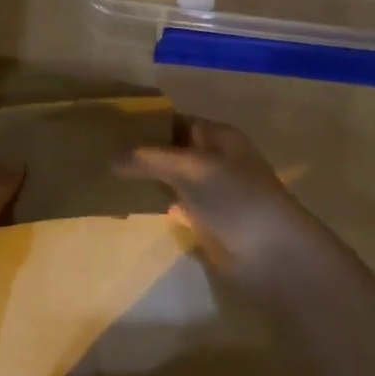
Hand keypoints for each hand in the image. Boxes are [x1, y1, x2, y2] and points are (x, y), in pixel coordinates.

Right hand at [118, 117, 337, 278]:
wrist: (273, 254)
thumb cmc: (237, 198)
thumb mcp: (192, 168)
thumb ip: (151, 159)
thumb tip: (111, 158)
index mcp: (218, 137)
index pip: (176, 121)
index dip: (147, 122)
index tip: (110, 126)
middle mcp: (214, 159)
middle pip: (173, 149)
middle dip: (142, 151)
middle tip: (100, 152)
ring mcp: (211, 192)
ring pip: (172, 177)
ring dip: (146, 177)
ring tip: (106, 175)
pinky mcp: (206, 221)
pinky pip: (174, 204)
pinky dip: (155, 202)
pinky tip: (128, 203)